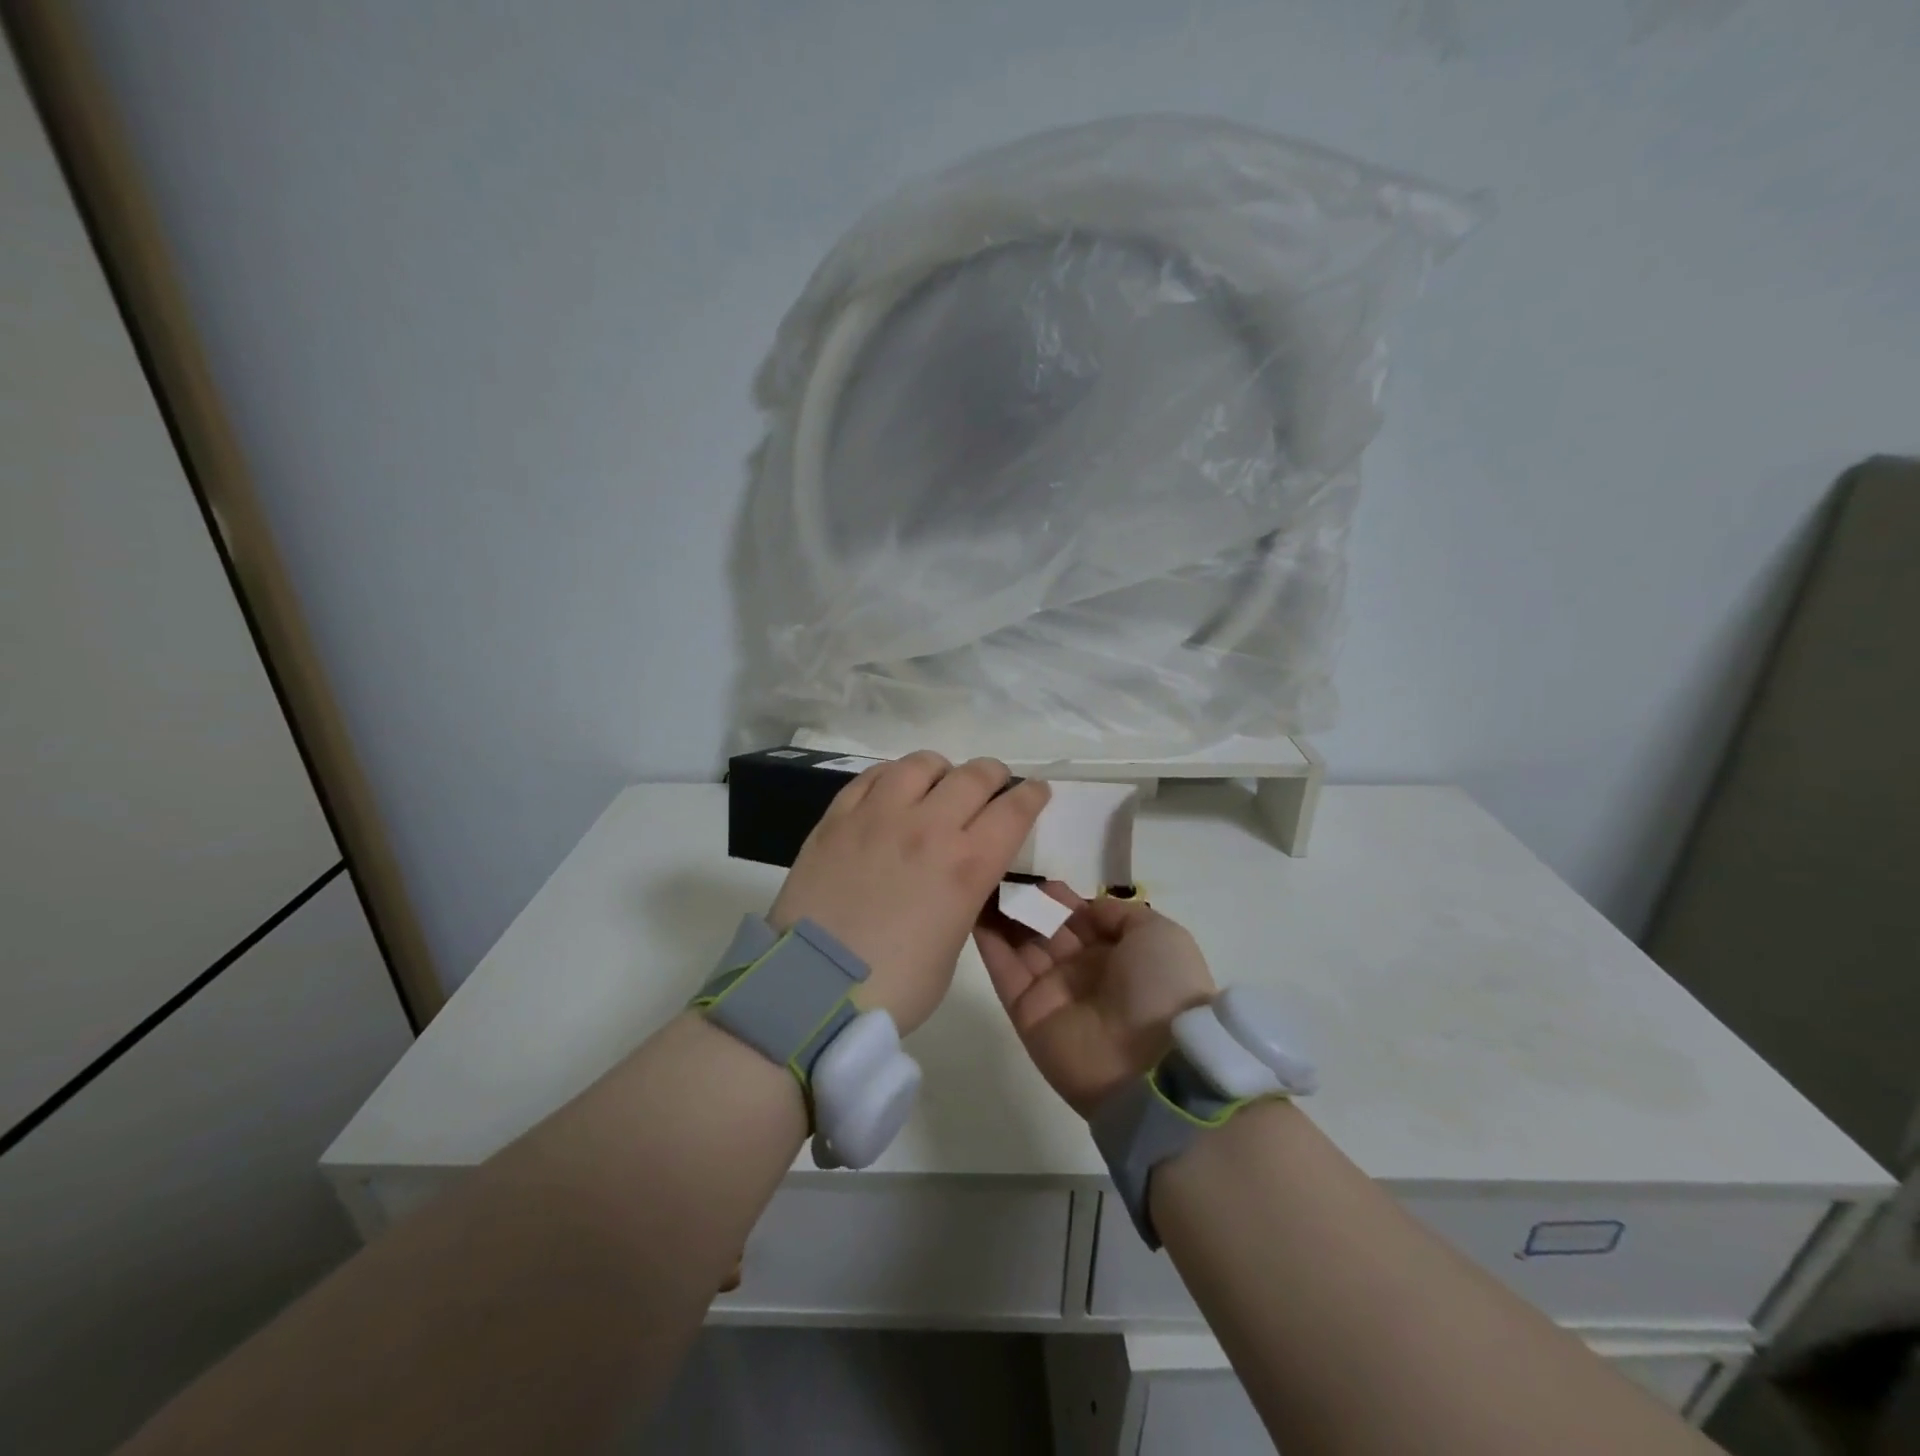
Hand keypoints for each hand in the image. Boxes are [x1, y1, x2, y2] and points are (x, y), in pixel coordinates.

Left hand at [769, 751, 1049, 1035]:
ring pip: (921, 764)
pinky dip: (892, 776)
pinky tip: (892, 789)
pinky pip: (872, 776)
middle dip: (993, 775)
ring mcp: (878, 816)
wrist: (811, 990)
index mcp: (967, 866)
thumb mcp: (951, 946)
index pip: (1014, 810)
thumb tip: (955, 875)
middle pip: (974, 776)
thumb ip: (962, 898)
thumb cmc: (893, 986)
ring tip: (938, 784)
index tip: (1035, 790)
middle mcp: (928, 828)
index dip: (1031, 795)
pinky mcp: (837, 818)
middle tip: (993, 784)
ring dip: (941, 770)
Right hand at [976, 889, 1215, 1117]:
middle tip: (1003, 875)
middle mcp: (1083, 971)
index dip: (1059, 897)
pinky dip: (987, 941)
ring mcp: (1052, 992)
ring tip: (981, 881)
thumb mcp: (1159, 935)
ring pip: (1021, 944)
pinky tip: (973, 908)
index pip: (1079, 917)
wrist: (1153, 1064)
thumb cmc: (1162, 988)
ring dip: (1003, 914)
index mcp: (1117, 954)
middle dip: (1027, 902)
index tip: (1036, 876)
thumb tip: (1086, 908)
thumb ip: (1119, 914)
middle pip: (1047, 928)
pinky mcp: (1025, 1012)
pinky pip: (1003, 970)